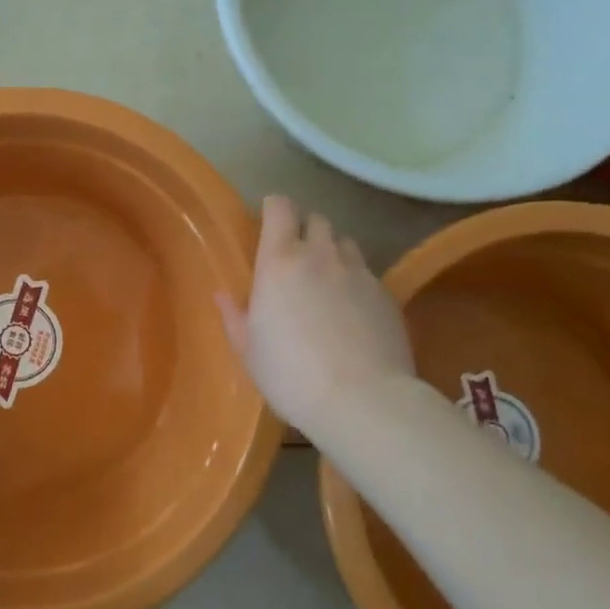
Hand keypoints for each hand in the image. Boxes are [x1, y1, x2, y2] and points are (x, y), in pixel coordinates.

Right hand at [216, 196, 415, 445]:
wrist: (363, 400)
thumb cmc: (290, 374)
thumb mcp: (249, 350)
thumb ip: (235, 317)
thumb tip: (222, 295)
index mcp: (279, 261)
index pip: (280, 208)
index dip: (274, 208)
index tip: (267, 220)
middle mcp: (321, 255)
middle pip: (317, 219)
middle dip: (304, 228)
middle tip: (294, 253)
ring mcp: (359, 273)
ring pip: (345, 243)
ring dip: (332, 251)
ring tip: (325, 277)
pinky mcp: (387, 295)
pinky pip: (367, 272)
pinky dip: (355, 279)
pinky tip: (351, 309)